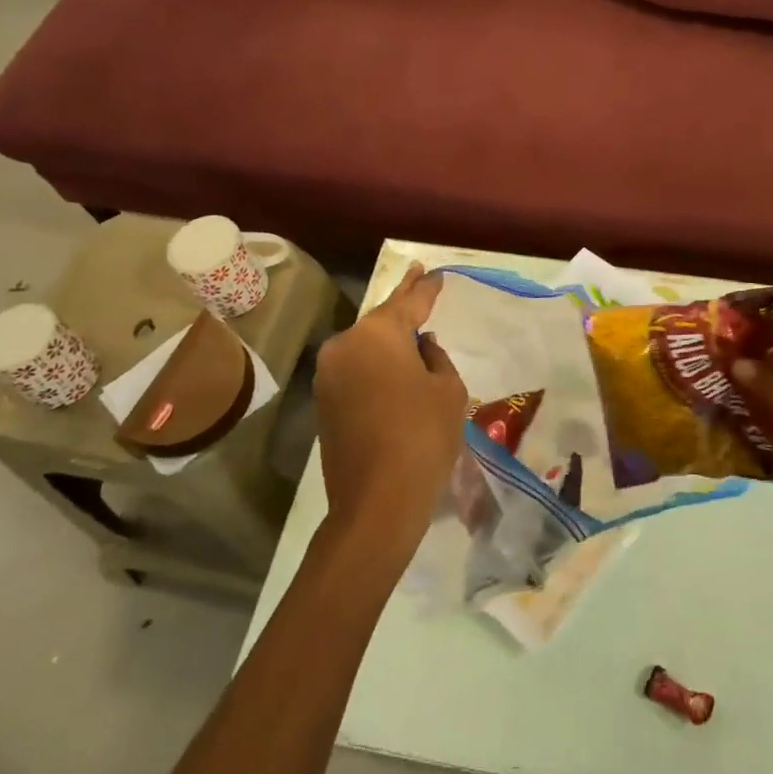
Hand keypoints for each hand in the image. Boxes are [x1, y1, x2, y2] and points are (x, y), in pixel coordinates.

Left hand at [313, 263, 467, 559]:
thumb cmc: (423, 436)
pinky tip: (396, 367)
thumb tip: (422, 347)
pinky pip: (356, 369)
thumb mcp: (448, 391)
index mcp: (377, 334)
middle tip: (418, 277)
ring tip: (414, 330)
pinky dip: (376, 364)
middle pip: (381, 320)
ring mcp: (329, 375)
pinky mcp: (324, 402)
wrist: (377, 501)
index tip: (434, 272)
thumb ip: (436, 358)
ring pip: (366, 346)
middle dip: (403, 302)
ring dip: (389, 339)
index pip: (408, 302)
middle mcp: (345, 345)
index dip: (425, 288)